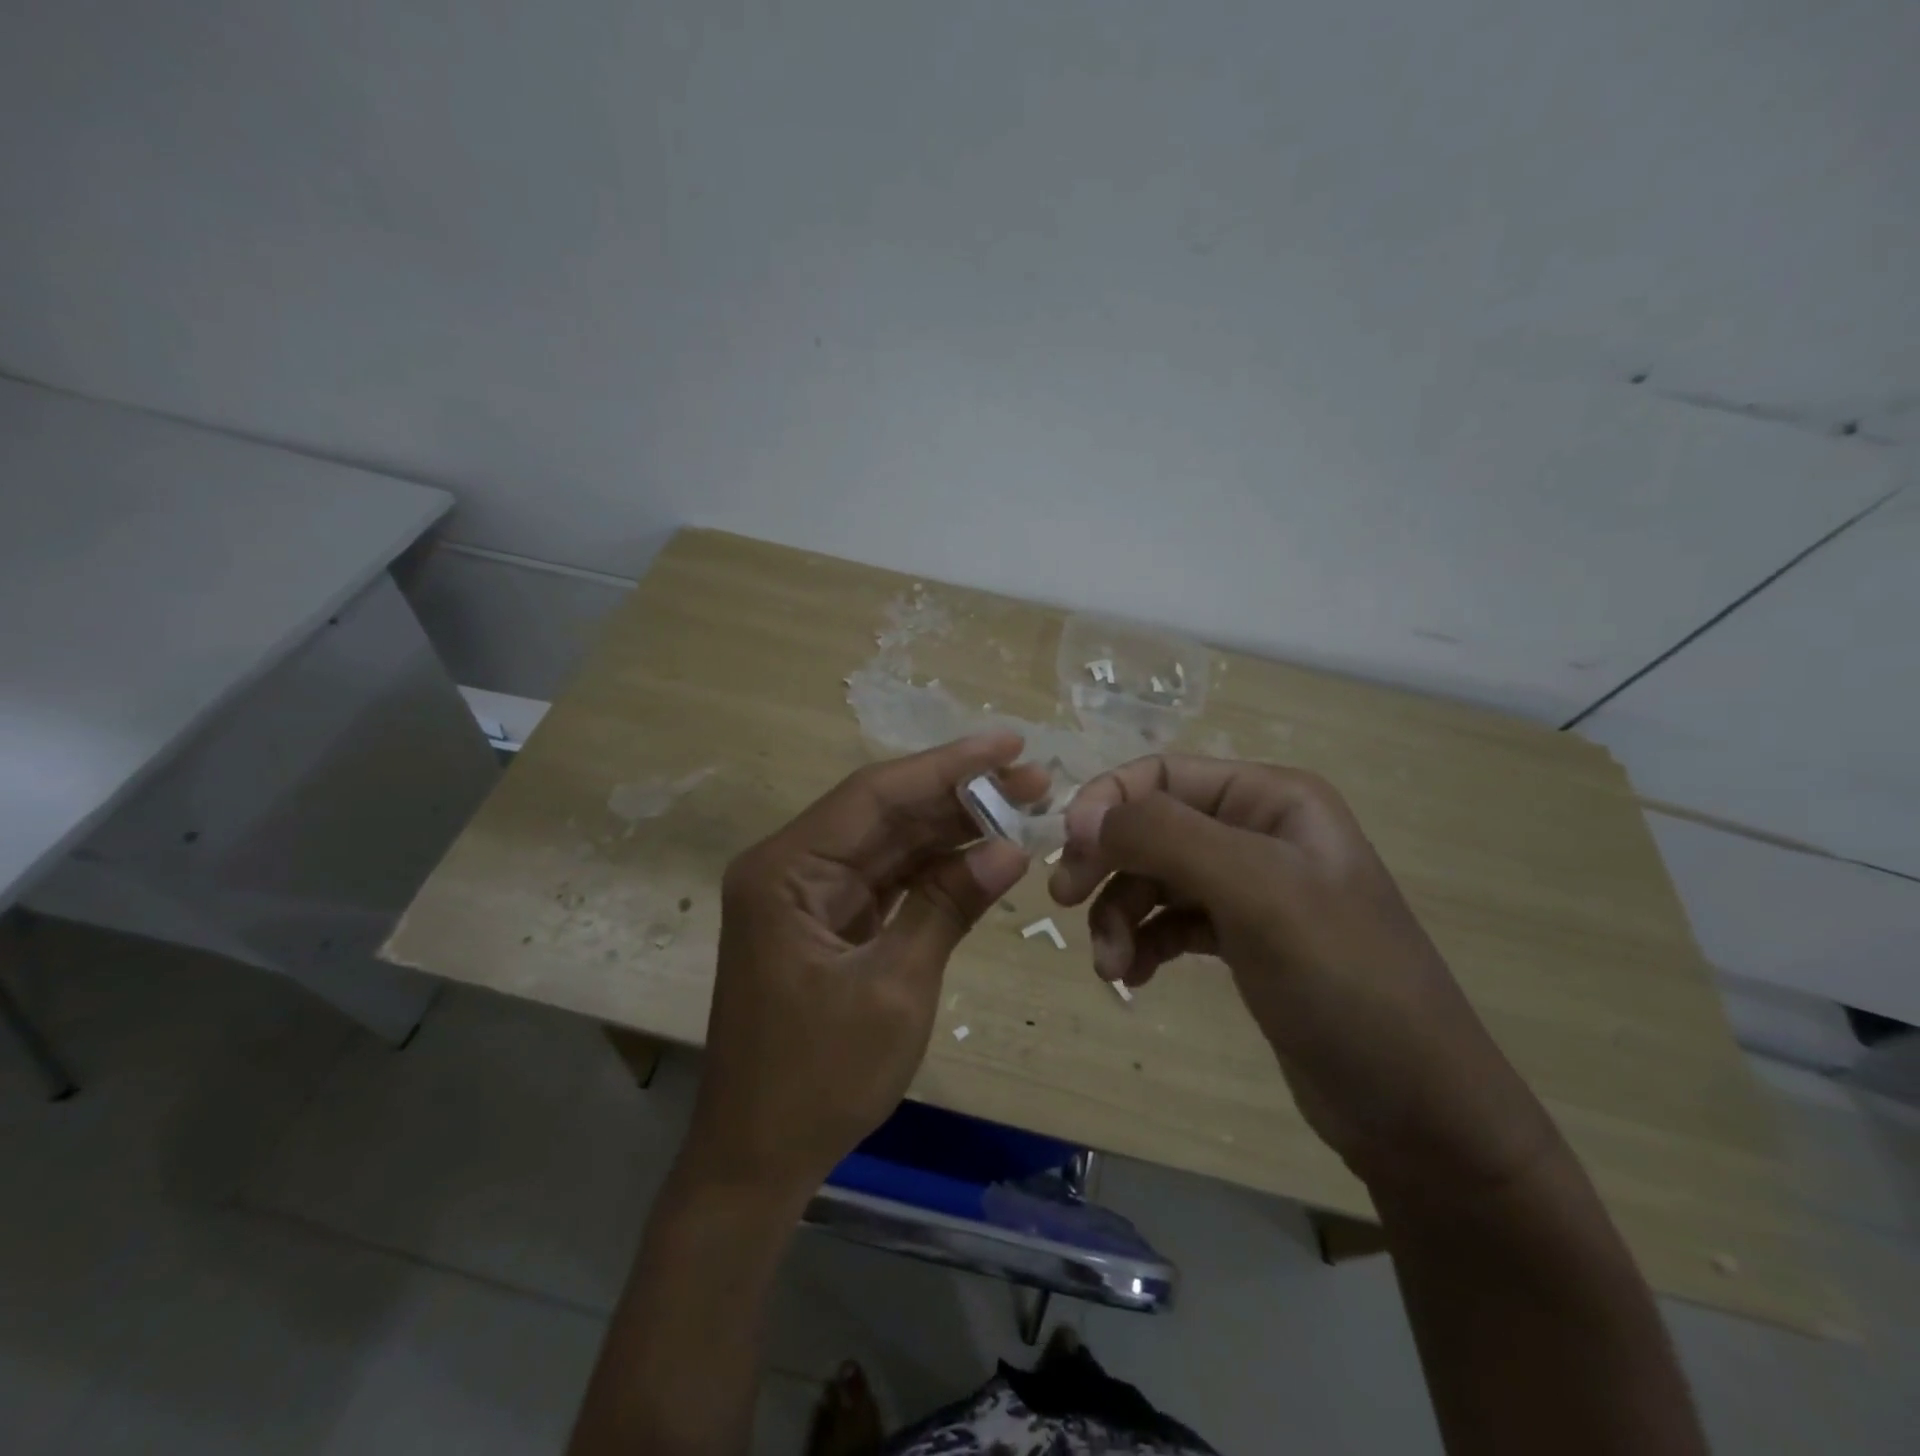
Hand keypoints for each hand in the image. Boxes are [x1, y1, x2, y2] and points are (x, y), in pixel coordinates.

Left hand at [681, 732, 1043, 1203]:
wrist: (757, 1160)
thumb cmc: (819, 1078)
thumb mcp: (895, 987)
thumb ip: (948, 906)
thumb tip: (1011, 848)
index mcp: (785, 870)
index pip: (876, 795)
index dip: (947, 766)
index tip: (1010, 745)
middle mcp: (790, 867)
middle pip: (884, 813)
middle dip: (959, 795)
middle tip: (1034, 780)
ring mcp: (807, 895)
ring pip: (889, 843)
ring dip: (952, 828)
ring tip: (1022, 808)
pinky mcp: (826, 922)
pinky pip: (886, 880)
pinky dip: (933, 869)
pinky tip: (982, 854)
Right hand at [1049, 756, 1554, 1195]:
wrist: (1417, 1111)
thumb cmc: (1343, 982)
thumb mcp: (1256, 892)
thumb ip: (1166, 837)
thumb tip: (1082, 818)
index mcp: (1271, 799)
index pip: (1161, 774)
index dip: (1106, 803)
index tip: (1069, 853)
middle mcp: (1258, 832)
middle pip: (1151, 826)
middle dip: (1107, 864)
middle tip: (1065, 902)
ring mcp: (1251, 889)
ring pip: (1153, 878)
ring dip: (1119, 914)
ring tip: (1113, 968)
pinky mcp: (1243, 940)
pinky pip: (1169, 921)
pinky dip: (1144, 942)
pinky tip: (1136, 976)